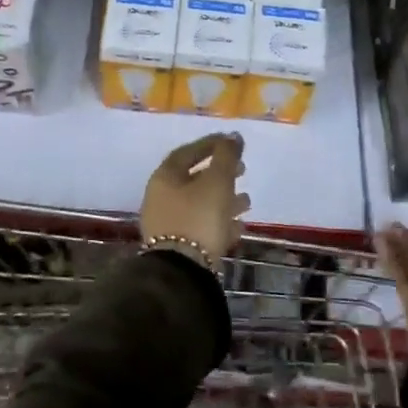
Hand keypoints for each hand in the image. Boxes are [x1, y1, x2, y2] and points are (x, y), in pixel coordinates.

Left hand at [141, 133, 248, 264]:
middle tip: (243, 170)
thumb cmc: (199, 217)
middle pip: (194, 179)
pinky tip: (239, 226)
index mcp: (164, 178)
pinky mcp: (178, 247)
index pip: (187, 152)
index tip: (232, 143)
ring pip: (199, 204)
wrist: (182, 271)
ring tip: (247, 201)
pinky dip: (220, 222)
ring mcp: (167, 224)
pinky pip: (201, 227)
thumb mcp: (217, 181)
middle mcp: (161, 198)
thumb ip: (226, 156)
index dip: (210, 145)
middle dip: (220, 174)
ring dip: (224, 200)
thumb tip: (233, 136)